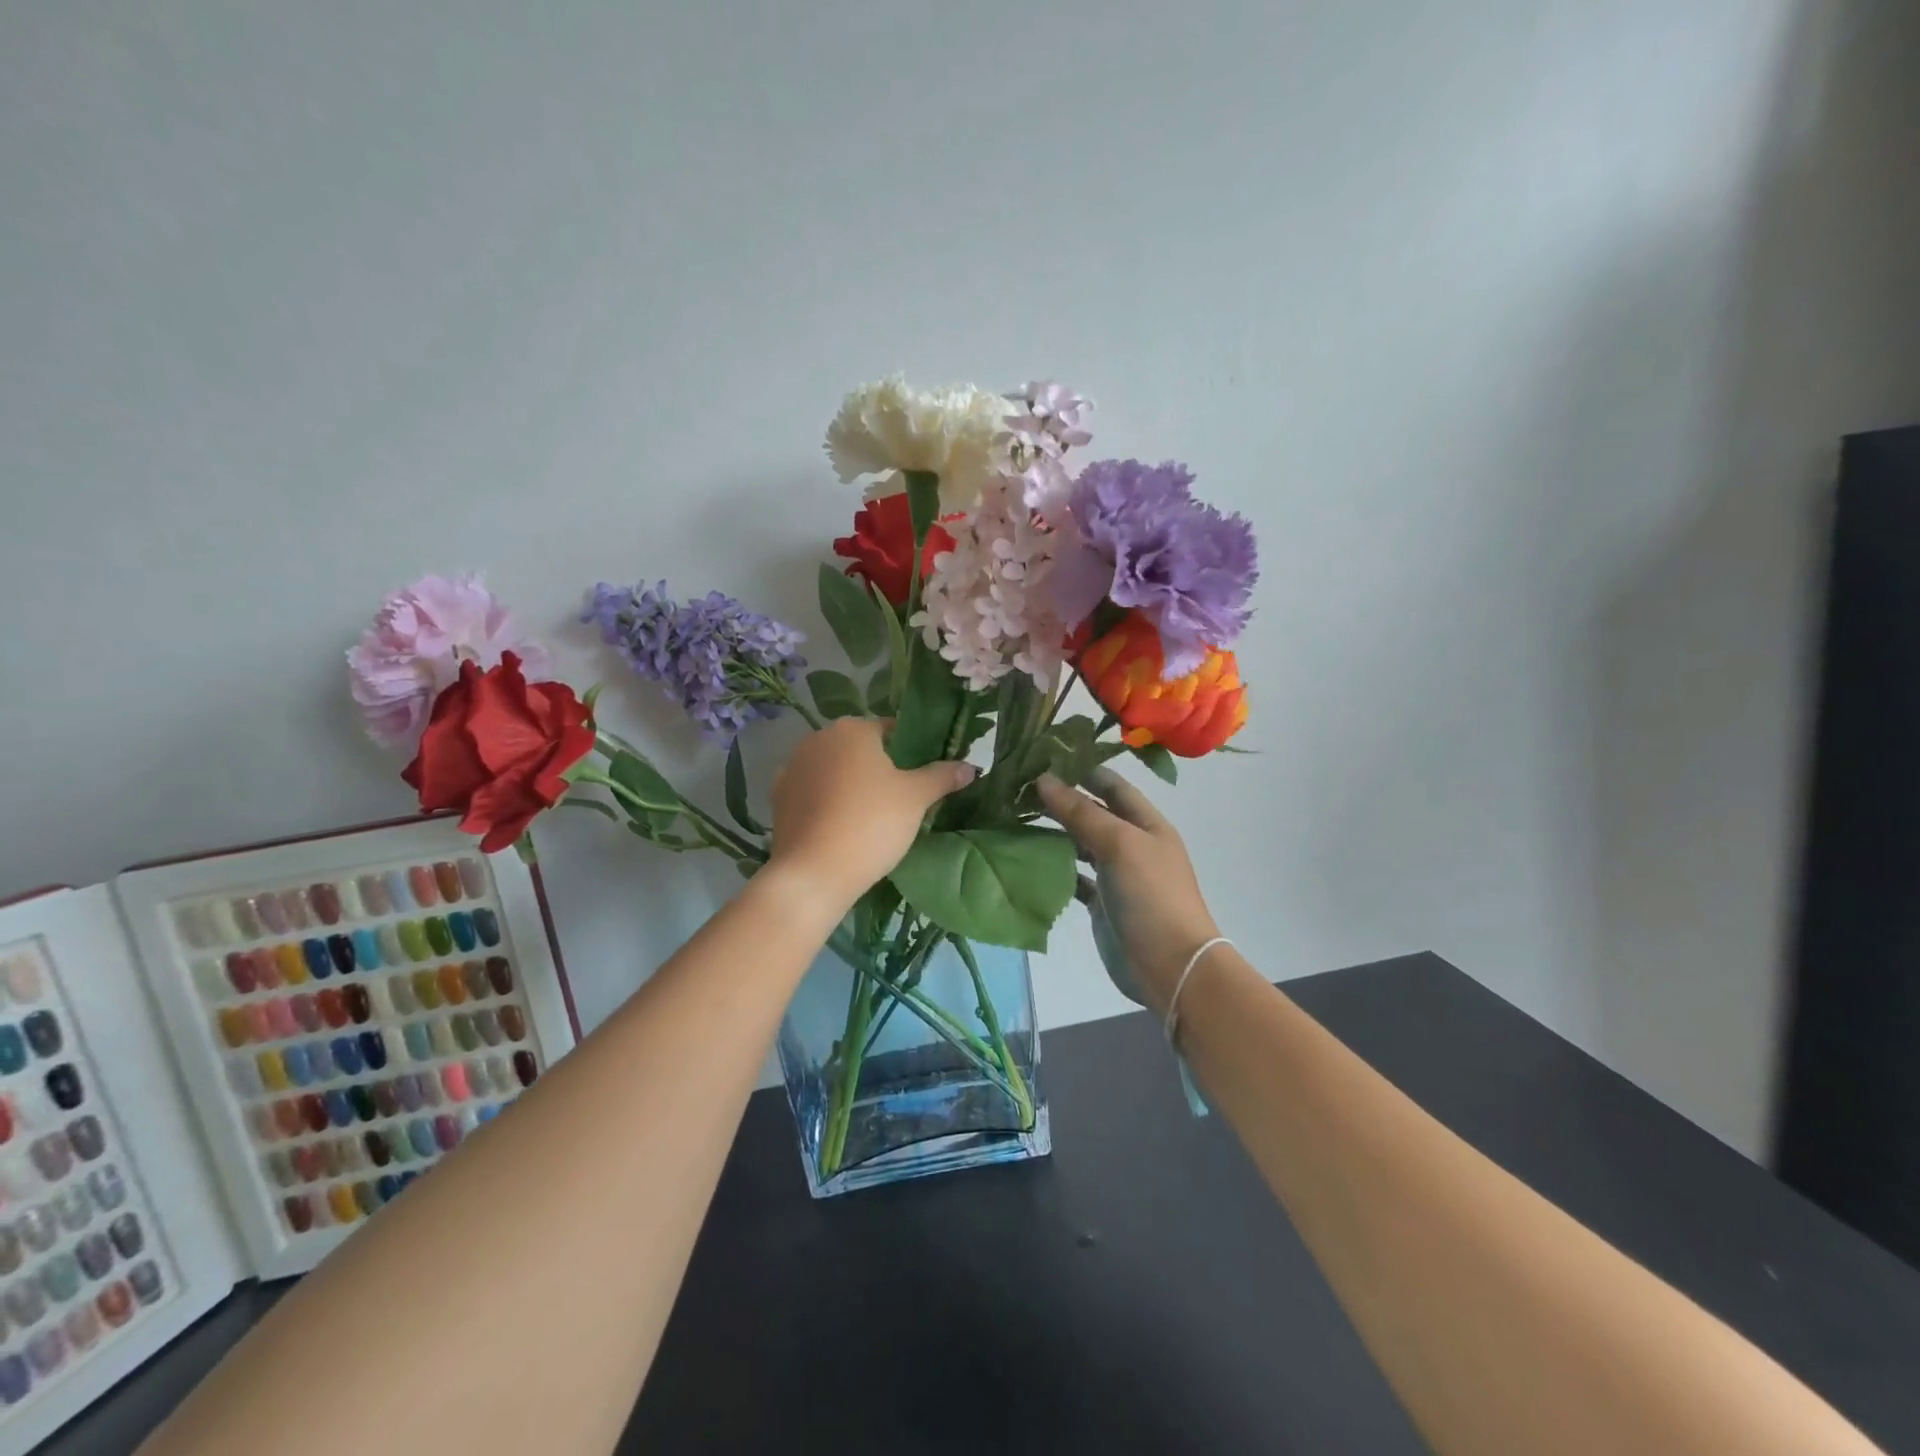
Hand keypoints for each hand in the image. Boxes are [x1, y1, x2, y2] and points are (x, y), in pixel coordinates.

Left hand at [768, 719, 974, 907]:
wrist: (814, 872)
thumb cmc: (872, 824)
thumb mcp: (916, 798)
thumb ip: (942, 776)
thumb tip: (970, 766)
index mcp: (852, 729)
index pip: (890, 729)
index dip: (910, 748)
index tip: (922, 774)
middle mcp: (818, 739)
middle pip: (858, 747)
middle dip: (878, 766)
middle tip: (901, 797)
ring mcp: (793, 768)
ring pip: (833, 769)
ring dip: (850, 783)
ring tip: (871, 814)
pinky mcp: (779, 798)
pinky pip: (813, 793)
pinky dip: (827, 802)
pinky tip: (841, 825)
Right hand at [1039, 768, 1219, 1014]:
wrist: (1170, 967)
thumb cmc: (1152, 896)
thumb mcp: (1119, 844)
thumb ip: (1081, 812)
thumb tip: (1043, 780)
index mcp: (1146, 823)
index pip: (1112, 785)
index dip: (1082, 769)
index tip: (1043, 756)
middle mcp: (1132, 844)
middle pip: (1093, 813)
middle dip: (1060, 799)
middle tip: (1017, 787)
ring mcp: (1117, 875)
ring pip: (1080, 844)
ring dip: (1053, 831)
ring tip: (1014, 817)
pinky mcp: (1101, 903)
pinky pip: (1074, 876)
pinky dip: (1053, 867)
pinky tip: (1027, 858)